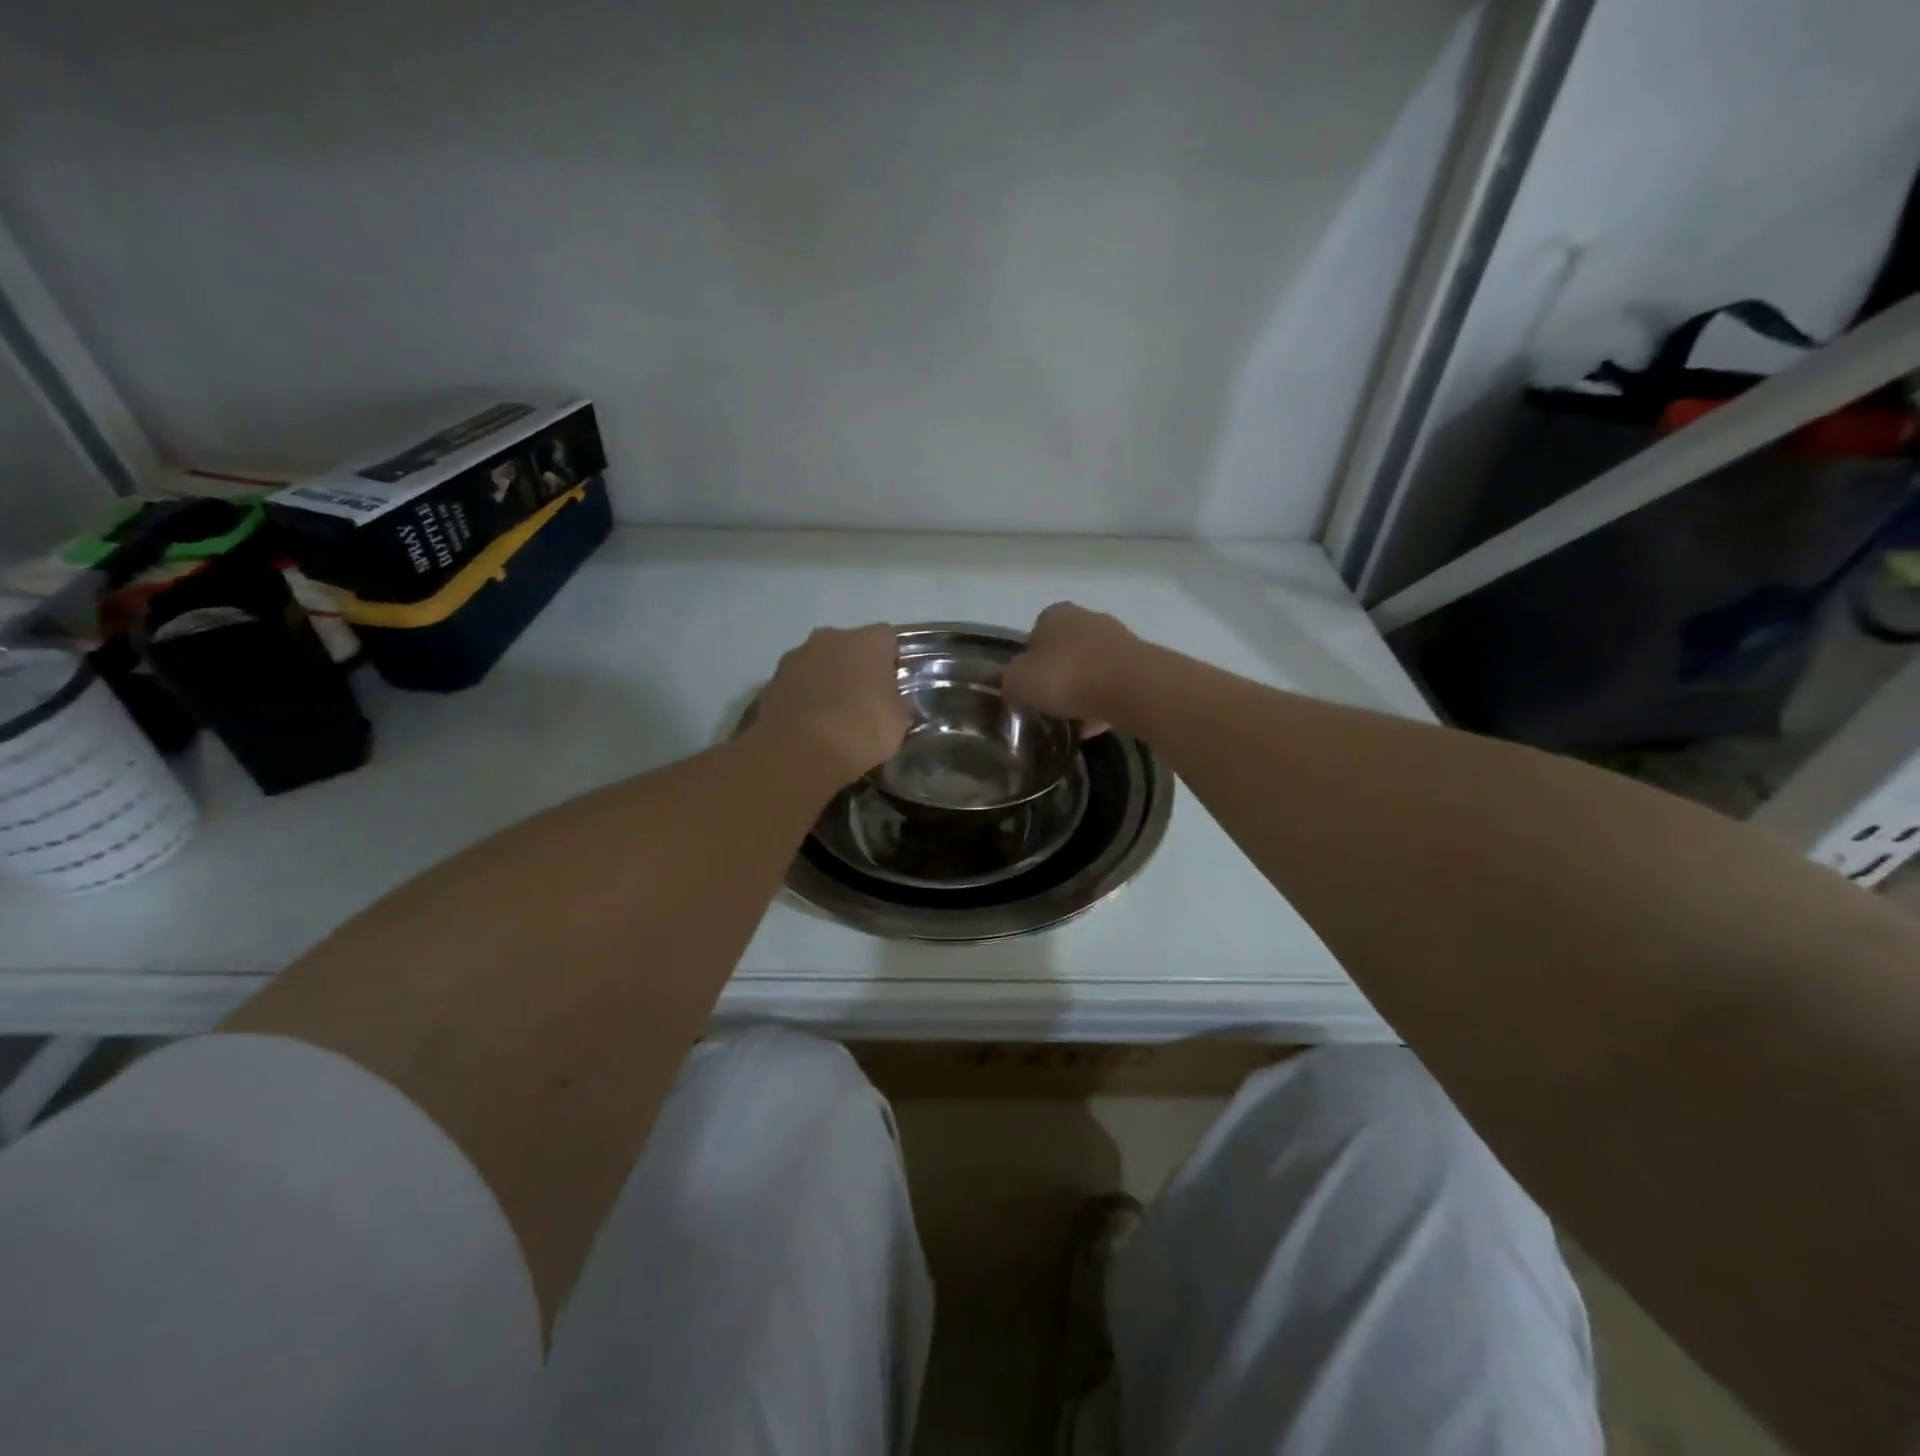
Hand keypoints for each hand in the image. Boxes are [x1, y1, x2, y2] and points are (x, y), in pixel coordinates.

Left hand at [756, 624, 911, 783]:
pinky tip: (808, 725)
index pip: (886, 637)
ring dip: (826, 679)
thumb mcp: (898, 723)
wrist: (798, 752)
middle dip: (855, 666)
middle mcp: (829, 638)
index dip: (891, 660)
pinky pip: (796, 684)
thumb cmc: (859, 731)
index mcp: (866, 641)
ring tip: (831, 715)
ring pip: (819, 663)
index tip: (891, 686)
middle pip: (848, 646)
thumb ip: (897, 703)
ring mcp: (795, 657)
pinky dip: (803, 697)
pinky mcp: (770, 681)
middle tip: (862, 699)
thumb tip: (893, 702)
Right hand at [1002, 603, 1139, 733]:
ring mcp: (1117, 640)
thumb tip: (1011, 686)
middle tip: (1048, 708)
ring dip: (1081, 694)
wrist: (1132, 688)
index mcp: (1054, 615)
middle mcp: (1087, 619)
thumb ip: (1009, 683)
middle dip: (1057, 679)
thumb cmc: (1066, 677)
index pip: (1032, 638)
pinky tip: (1095, 728)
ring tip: (1072, 724)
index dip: (1027, 666)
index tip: (1027, 692)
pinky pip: (1112, 687)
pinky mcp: (1141, 665)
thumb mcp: (1018, 683)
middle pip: (1063, 653)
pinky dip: (1102, 705)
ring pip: (1090, 671)